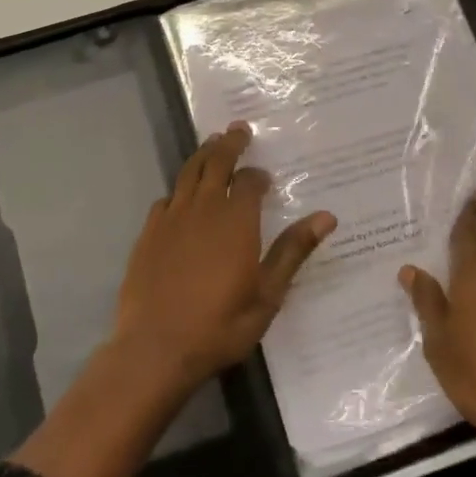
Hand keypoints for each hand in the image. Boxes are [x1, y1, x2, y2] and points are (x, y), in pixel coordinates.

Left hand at [112, 123, 335, 393]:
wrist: (155, 347)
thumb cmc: (220, 325)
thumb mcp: (267, 294)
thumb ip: (293, 251)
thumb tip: (326, 217)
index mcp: (236, 220)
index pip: (249, 181)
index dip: (257, 175)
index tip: (264, 177)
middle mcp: (203, 208)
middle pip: (216, 162)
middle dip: (229, 144)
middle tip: (238, 129)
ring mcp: (171, 218)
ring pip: (189, 173)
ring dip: (203, 155)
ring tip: (212, 144)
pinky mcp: (148, 232)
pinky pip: (167, 199)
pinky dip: (179, 190)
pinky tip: (181, 196)